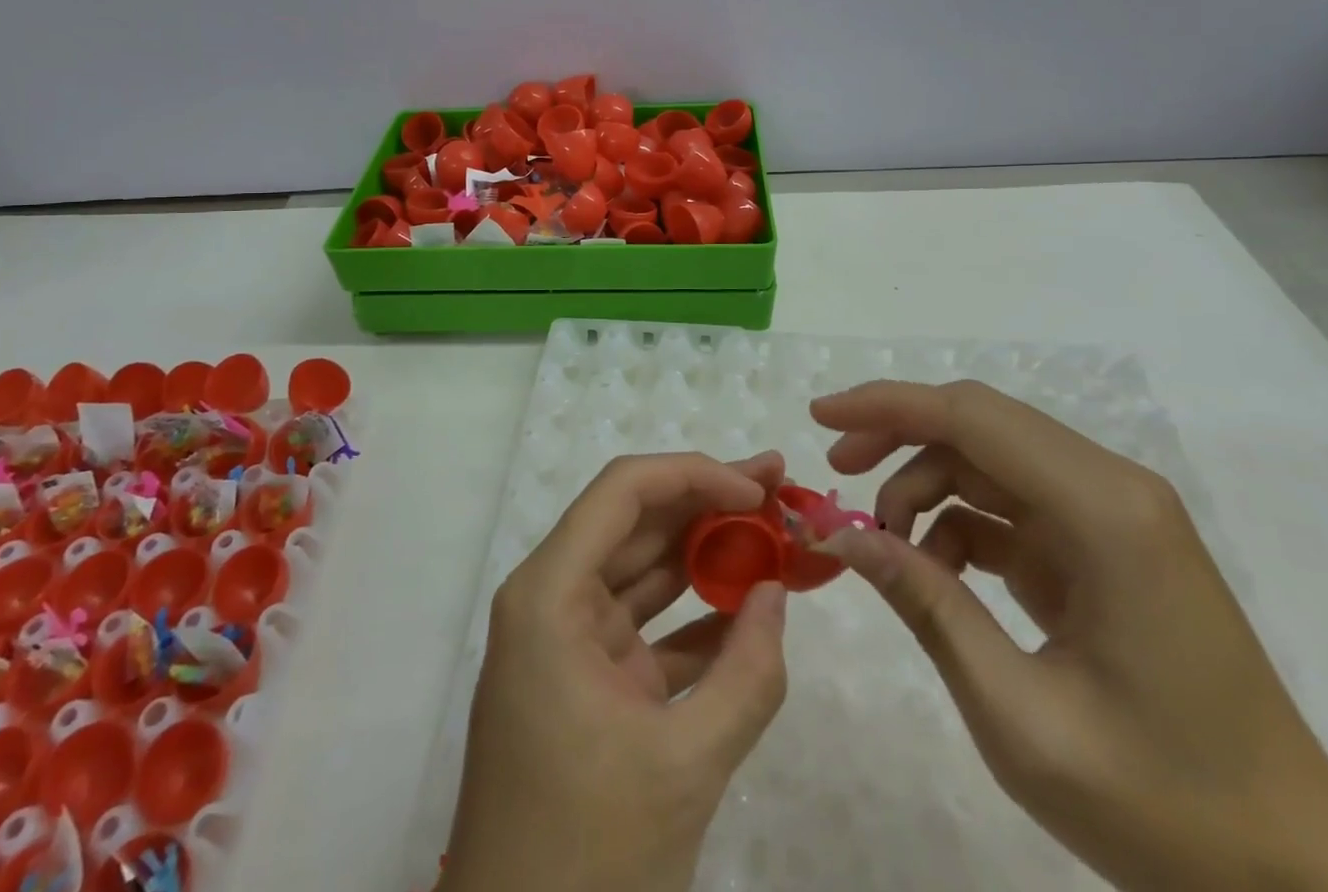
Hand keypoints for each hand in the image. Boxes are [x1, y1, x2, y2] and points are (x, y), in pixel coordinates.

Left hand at [442, 453, 789, 891]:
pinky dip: (696, 616)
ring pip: (643, 569)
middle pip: (634, 521)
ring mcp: (569, 639)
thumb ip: (747, 675)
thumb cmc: (587, 851)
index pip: (623, 492)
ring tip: (772, 531)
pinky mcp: (589, 679)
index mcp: (550, 594)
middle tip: (776, 488)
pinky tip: (749, 608)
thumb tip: (777, 593)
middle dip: (707, 501)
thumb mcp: (683, 765)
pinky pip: (647, 627)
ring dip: (705, 552)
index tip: (754, 489)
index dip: (691, 474)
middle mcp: (552, 598)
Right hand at [812, 381, 1327, 891]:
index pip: (972, 417)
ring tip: (883, 545)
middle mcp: (1112, 490)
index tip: (819, 418)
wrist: (1300, 882)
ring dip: (922, 485)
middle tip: (835, 471)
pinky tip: (932, 571)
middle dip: (895, 435)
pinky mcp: (1102, 547)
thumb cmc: (1164, 806)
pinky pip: (1009, 504)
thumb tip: (838, 535)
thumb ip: (925, 605)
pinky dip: (956, 522)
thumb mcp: (1019, 716)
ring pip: (986, 459)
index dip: (886, 405)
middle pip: (978, 423)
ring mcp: (1111, 517)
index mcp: (1104, 512)